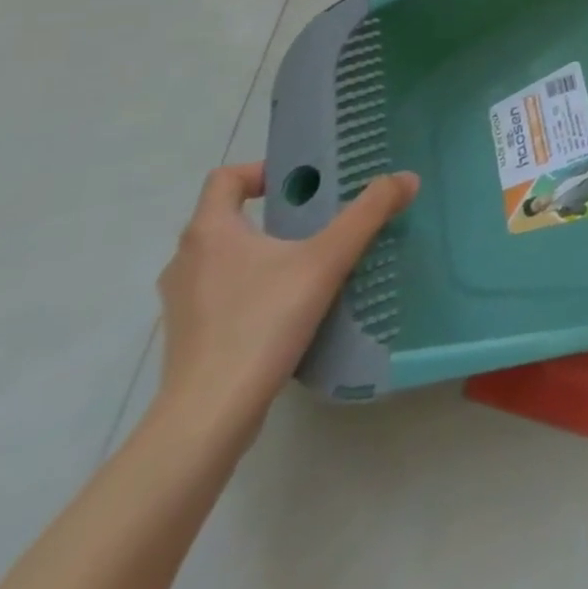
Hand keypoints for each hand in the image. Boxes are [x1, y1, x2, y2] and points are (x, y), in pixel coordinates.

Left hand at [155, 163, 418, 437]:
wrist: (210, 416)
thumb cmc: (262, 322)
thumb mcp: (327, 260)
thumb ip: (368, 214)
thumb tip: (406, 177)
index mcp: (209, 231)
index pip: (226, 178)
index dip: (263, 171)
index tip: (304, 185)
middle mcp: (186, 260)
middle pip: (226, 217)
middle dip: (273, 213)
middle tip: (320, 219)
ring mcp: (181, 303)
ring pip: (224, 257)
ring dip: (262, 251)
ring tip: (309, 262)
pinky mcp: (189, 337)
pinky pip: (222, 293)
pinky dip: (252, 287)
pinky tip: (288, 306)